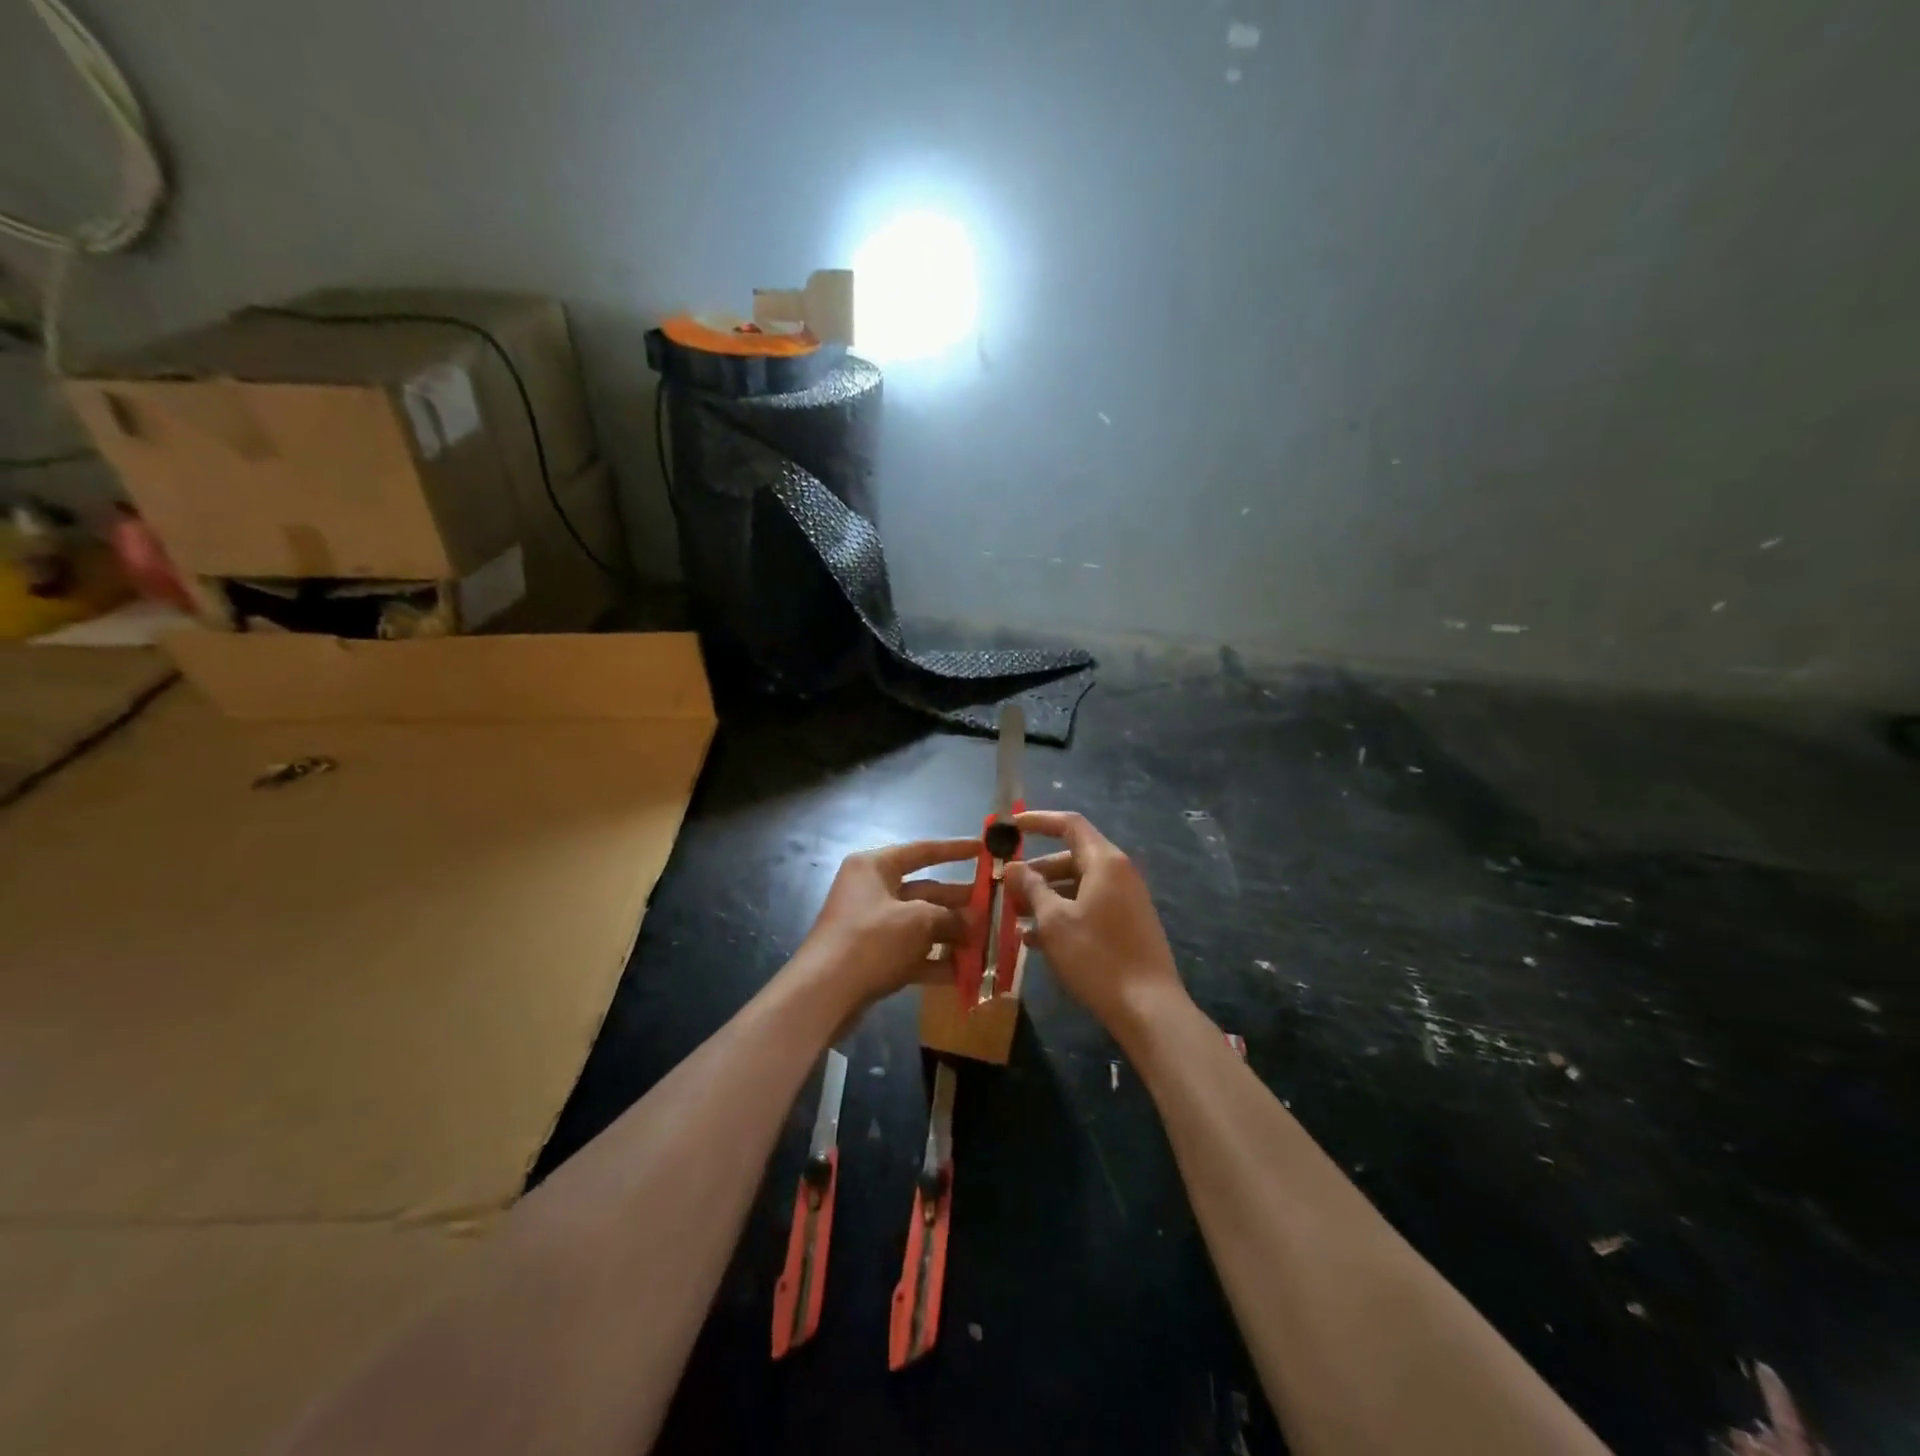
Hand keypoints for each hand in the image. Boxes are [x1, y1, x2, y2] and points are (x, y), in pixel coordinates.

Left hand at [794, 837, 980, 1015]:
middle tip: (994, 908)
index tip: (985, 849)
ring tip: (987, 942)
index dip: (955, 850)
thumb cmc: (871, 940)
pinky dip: (935, 960)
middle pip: (925, 890)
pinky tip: (966, 972)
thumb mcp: (917, 921)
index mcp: (875, 867)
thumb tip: (972, 923)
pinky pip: (911, 952)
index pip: (922, 851)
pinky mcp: (873, 957)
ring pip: (920, 924)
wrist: (824, 993)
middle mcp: (872, 890)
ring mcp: (872, 926)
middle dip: (959, 902)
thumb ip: (949, 917)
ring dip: (951, 934)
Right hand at [1004, 811, 1186, 1042]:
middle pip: (1071, 857)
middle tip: (1006, 887)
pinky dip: (1063, 915)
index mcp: (1105, 862)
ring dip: (1045, 897)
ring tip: (1014, 917)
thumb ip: (1032, 888)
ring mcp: (1125, 901)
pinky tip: (1035, 941)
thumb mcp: (1055, 921)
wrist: (1149, 1008)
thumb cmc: (1097, 957)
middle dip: (1036, 871)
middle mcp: (1119, 874)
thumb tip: (1014, 867)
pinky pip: (1088, 908)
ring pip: (1077, 886)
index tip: (1011, 827)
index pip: (1070, 824)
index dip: (1038, 821)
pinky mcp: (1126, 926)